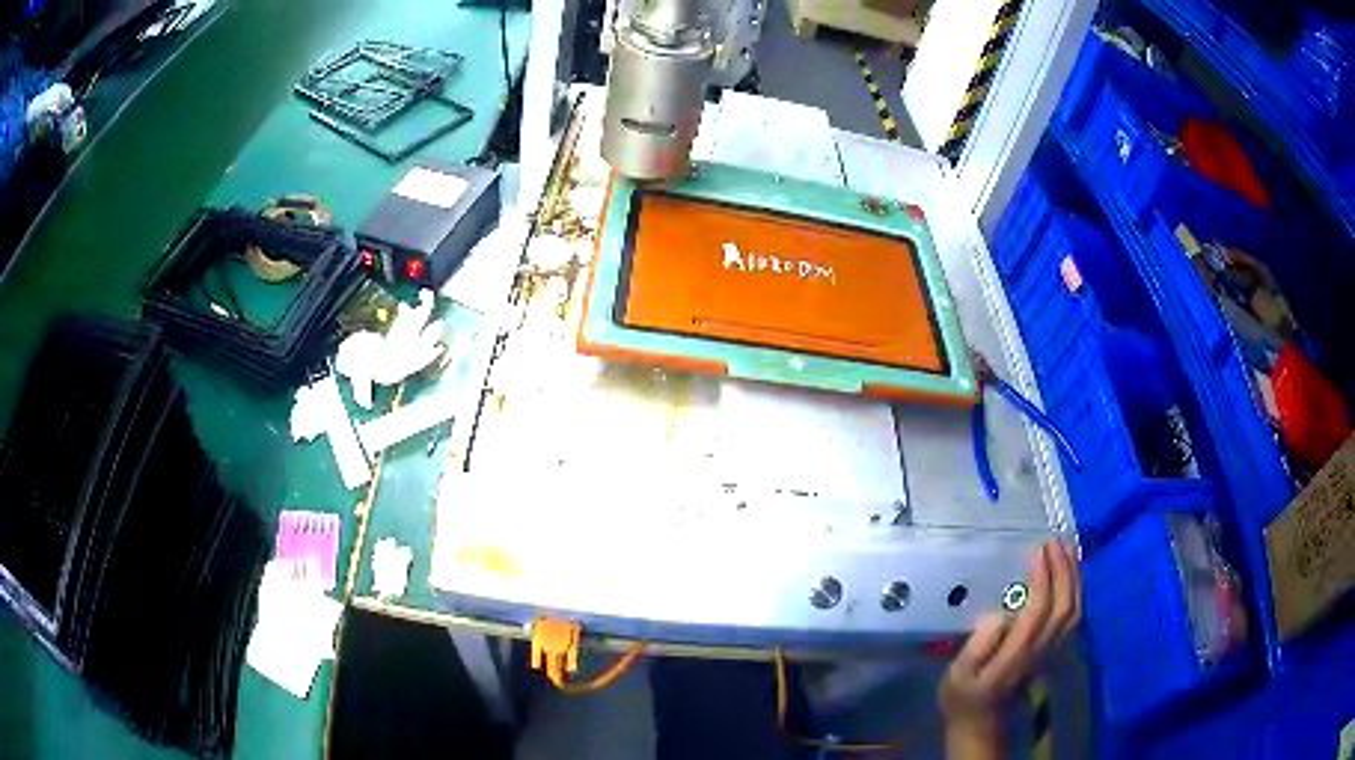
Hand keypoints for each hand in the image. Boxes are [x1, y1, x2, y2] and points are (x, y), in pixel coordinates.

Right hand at [939, 540, 1080, 748]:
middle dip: (1063, 570)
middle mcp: (1041, 650)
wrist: (982, 722)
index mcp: (1016, 655)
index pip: (1039, 611)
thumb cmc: (963, 696)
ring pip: (1075, 609)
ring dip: (1074, 576)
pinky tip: (1071, 574)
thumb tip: (998, 615)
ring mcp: (1051, 650)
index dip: (1042, 579)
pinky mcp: (1054, 649)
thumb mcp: (956, 676)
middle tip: (1054, 541)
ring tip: (1067, 548)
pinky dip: (1078, 590)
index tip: (1036, 551)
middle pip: (1064, 606)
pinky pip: (1076, 616)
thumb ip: (977, 647)